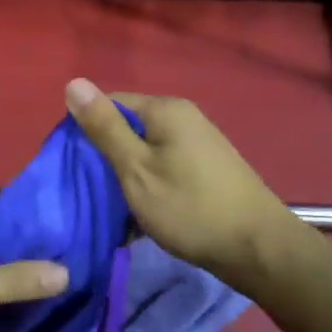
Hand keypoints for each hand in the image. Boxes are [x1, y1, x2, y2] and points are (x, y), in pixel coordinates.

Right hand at [64, 78, 299, 283]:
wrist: (257, 249)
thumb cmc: (189, 207)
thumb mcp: (136, 168)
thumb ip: (104, 128)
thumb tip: (74, 82)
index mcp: (165, 110)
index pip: (109, 103)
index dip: (86, 131)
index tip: (74, 167)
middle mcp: (184, 118)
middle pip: (128, 128)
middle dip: (107, 159)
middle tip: (92, 193)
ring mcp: (199, 143)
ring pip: (145, 152)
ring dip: (127, 178)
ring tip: (115, 210)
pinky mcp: (207, 169)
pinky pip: (164, 169)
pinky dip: (149, 188)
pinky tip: (143, 217)